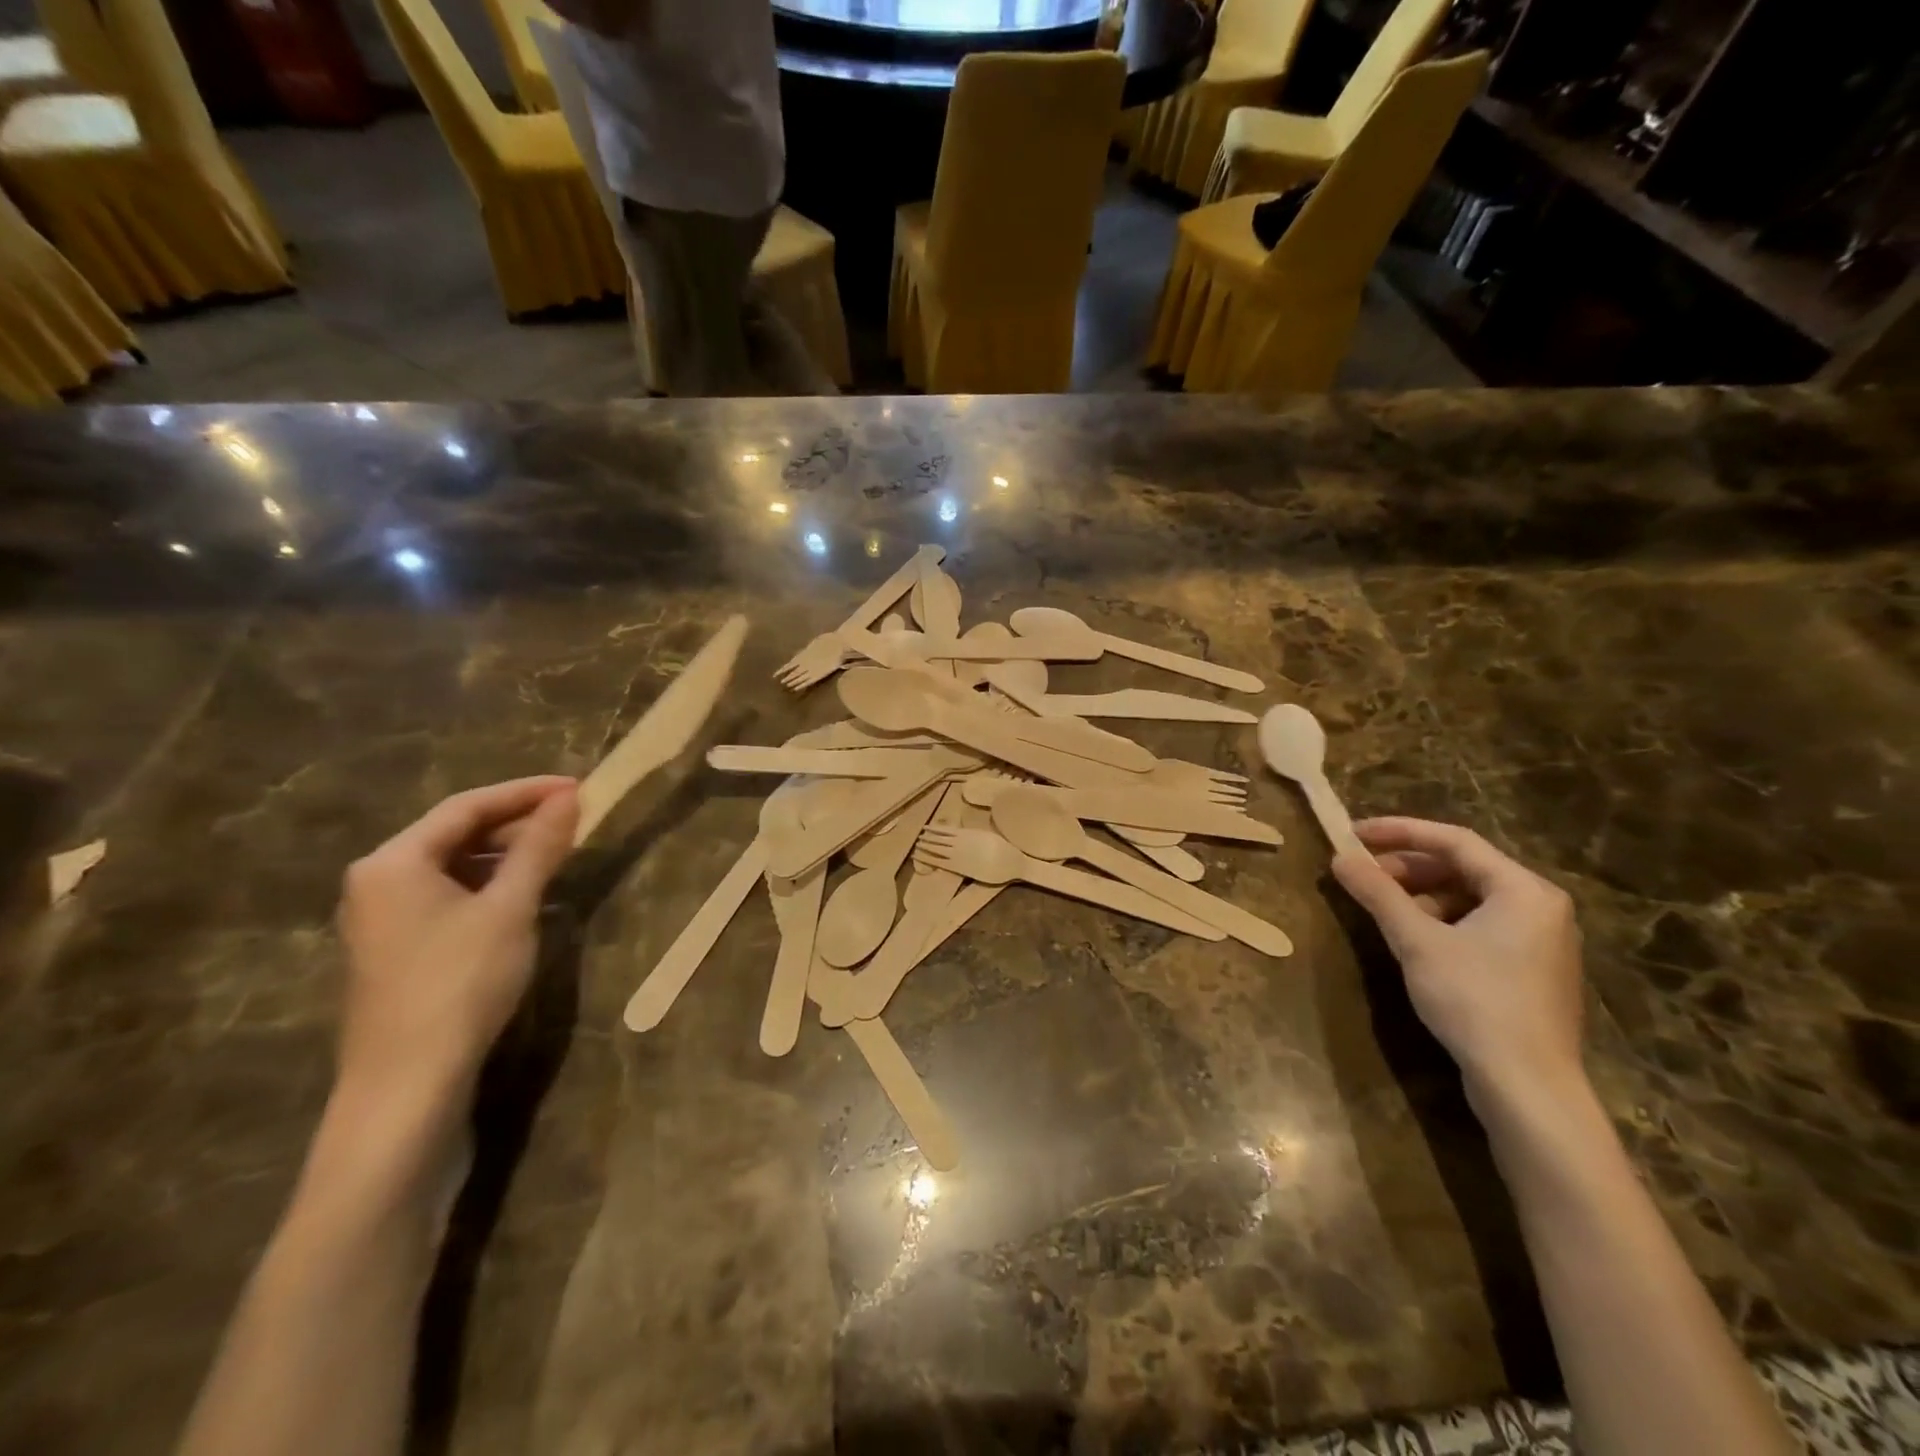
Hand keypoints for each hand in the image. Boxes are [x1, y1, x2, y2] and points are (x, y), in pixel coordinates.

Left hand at [336, 778, 578, 1107]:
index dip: (526, 792)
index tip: (577, 787)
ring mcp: (381, 916)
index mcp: (394, 861)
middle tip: (572, 819)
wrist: (408, 1082)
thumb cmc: (460, 982)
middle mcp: (377, 879)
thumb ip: (538, 848)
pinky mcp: (395, 946)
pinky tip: (523, 894)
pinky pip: (446, 894)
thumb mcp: (509, 908)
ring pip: (452, 865)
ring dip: (505, 854)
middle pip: (455, 833)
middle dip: (516, 823)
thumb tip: (569, 798)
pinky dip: (487, 884)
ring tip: (556, 852)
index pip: (467, 806)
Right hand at [1332, 817, 1585, 1112]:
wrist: (1528, 1087)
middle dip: (1407, 866)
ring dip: (1421, 894)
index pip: (1454, 840)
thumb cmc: (1475, 1001)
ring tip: (1382, 909)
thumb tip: (1340, 858)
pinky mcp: (1531, 970)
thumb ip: (1378, 894)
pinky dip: (1441, 920)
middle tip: (1363, 875)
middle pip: (1463, 867)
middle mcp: (1540, 906)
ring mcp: (1540, 940)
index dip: (1399, 831)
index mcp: (1524, 890)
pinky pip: (1480, 924)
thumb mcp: (1417, 941)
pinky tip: (1413, 939)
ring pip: (1469, 897)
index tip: (1353, 834)